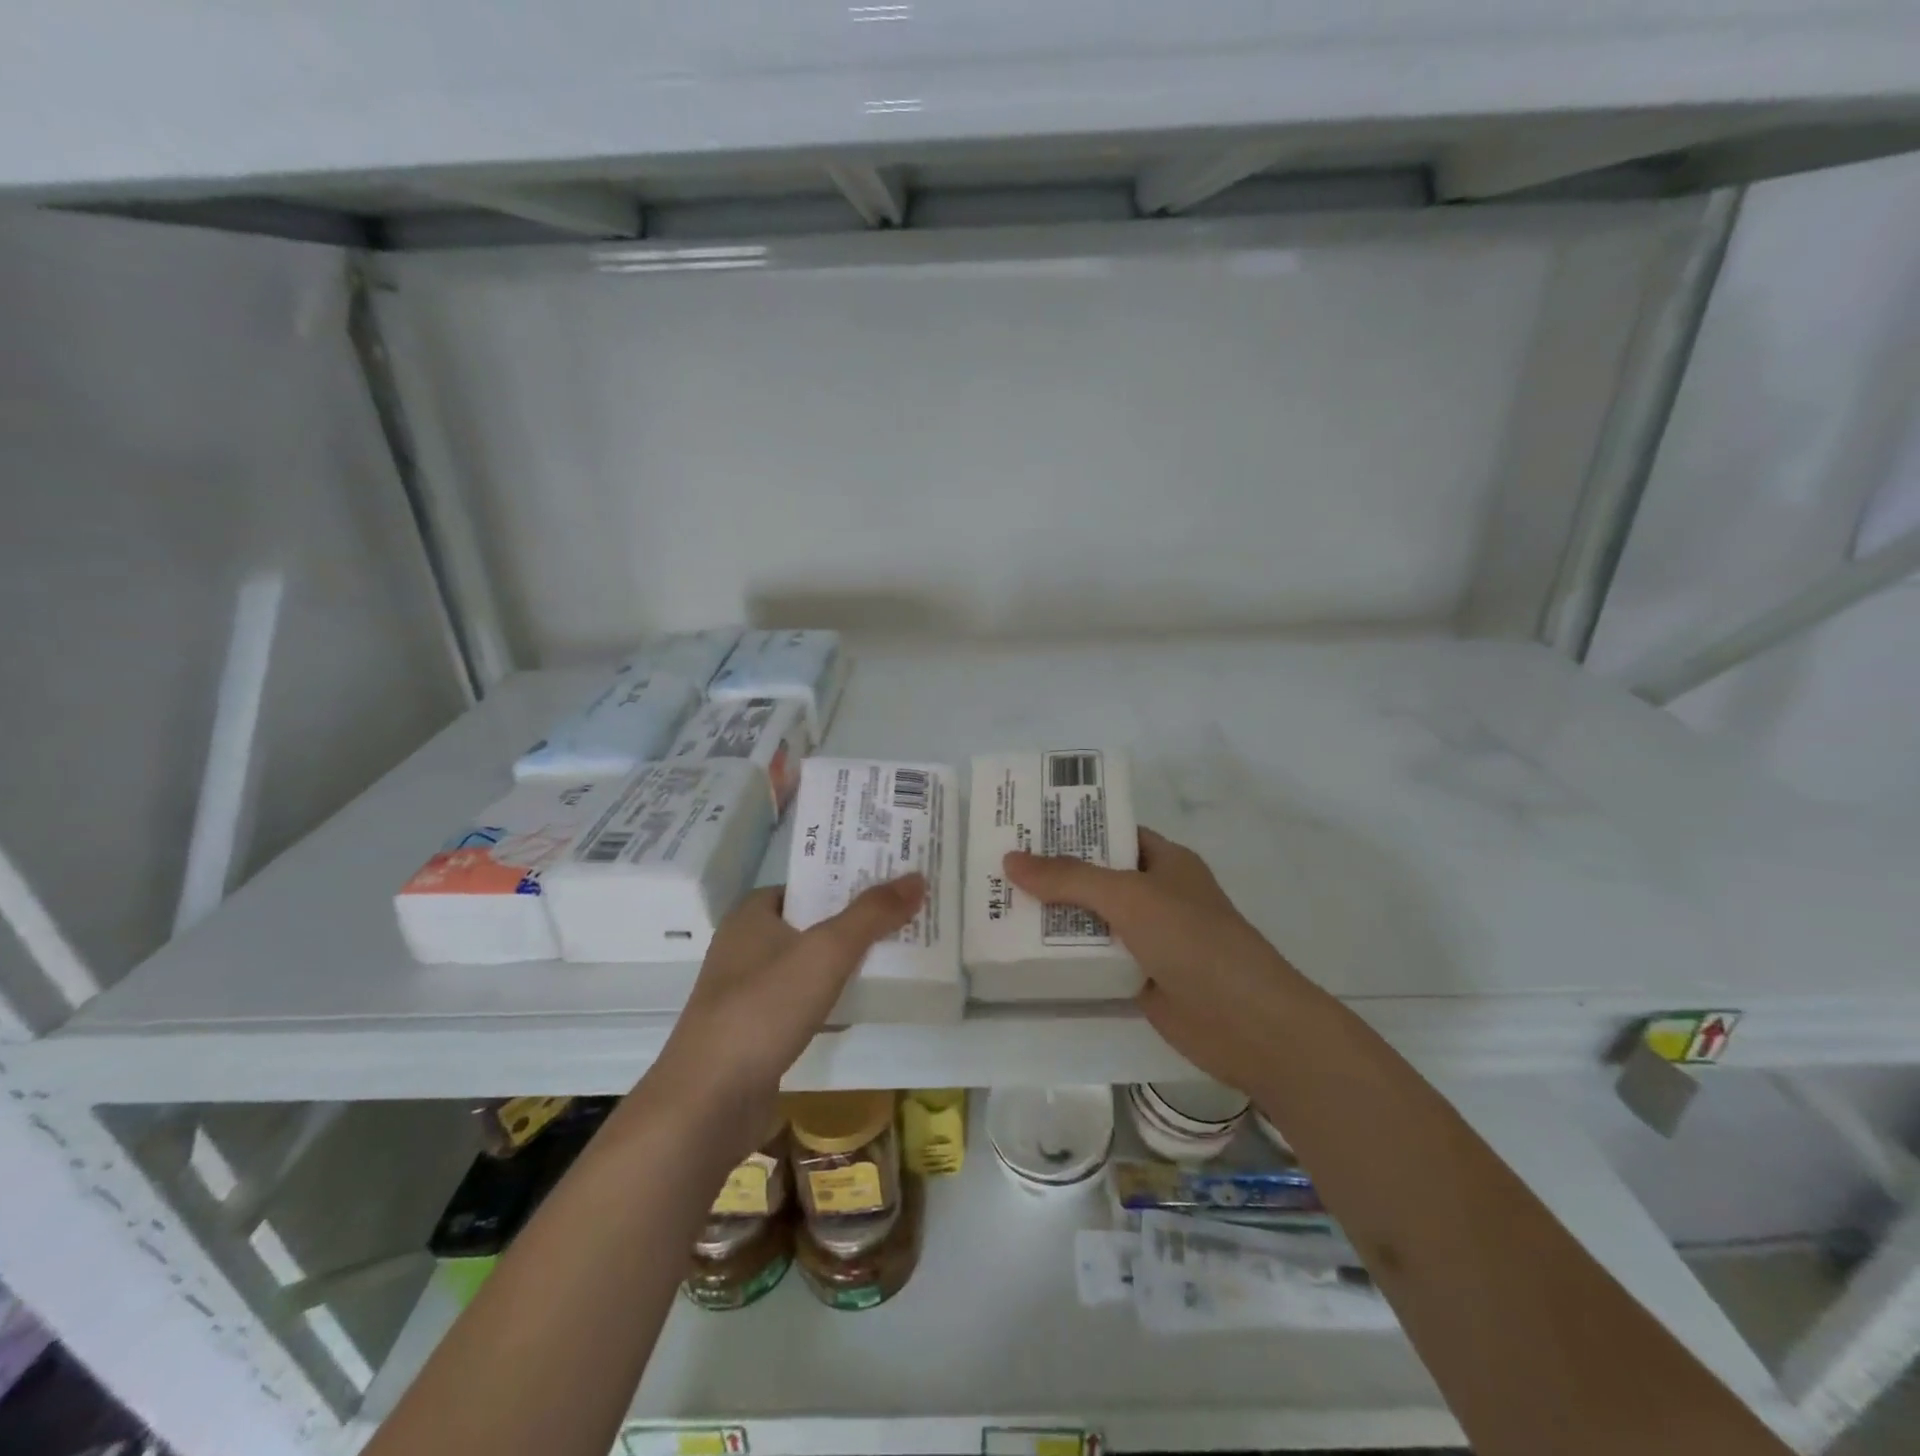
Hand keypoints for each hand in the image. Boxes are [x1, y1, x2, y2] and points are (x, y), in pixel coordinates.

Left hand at [647, 876, 924, 1159]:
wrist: (709, 1102)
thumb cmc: (764, 1008)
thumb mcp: (826, 951)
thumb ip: (872, 914)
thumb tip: (917, 878)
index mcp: (751, 915)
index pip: (805, 885)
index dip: (845, 880)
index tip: (888, 880)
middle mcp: (744, 947)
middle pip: (810, 923)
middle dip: (853, 921)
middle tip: (904, 915)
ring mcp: (747, 993)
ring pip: (807, 965)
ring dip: (844, 962)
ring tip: (895, 954)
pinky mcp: (755, 1033)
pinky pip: (802, 1003)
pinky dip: (831, 1000)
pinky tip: (863, 1005)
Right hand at [1004, 828, 1306, 1096]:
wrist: (1247, 1023)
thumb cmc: (1193, 939)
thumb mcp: (1129, 896)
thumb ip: (1069, 878)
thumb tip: (1010, 860)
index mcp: (1165, 861)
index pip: (1112, 832)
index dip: (1073, 827)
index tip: (1025, 827)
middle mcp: (1156, 895)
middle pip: (1096, 877)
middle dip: (1052, 874)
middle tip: (997, 867)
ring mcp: (1149, 939)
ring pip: (1092, 920)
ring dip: (1053, 917)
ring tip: (997, 904)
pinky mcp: (1140, 978)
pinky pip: (1095, 959)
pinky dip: (1066, 956)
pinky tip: (1024, 953)